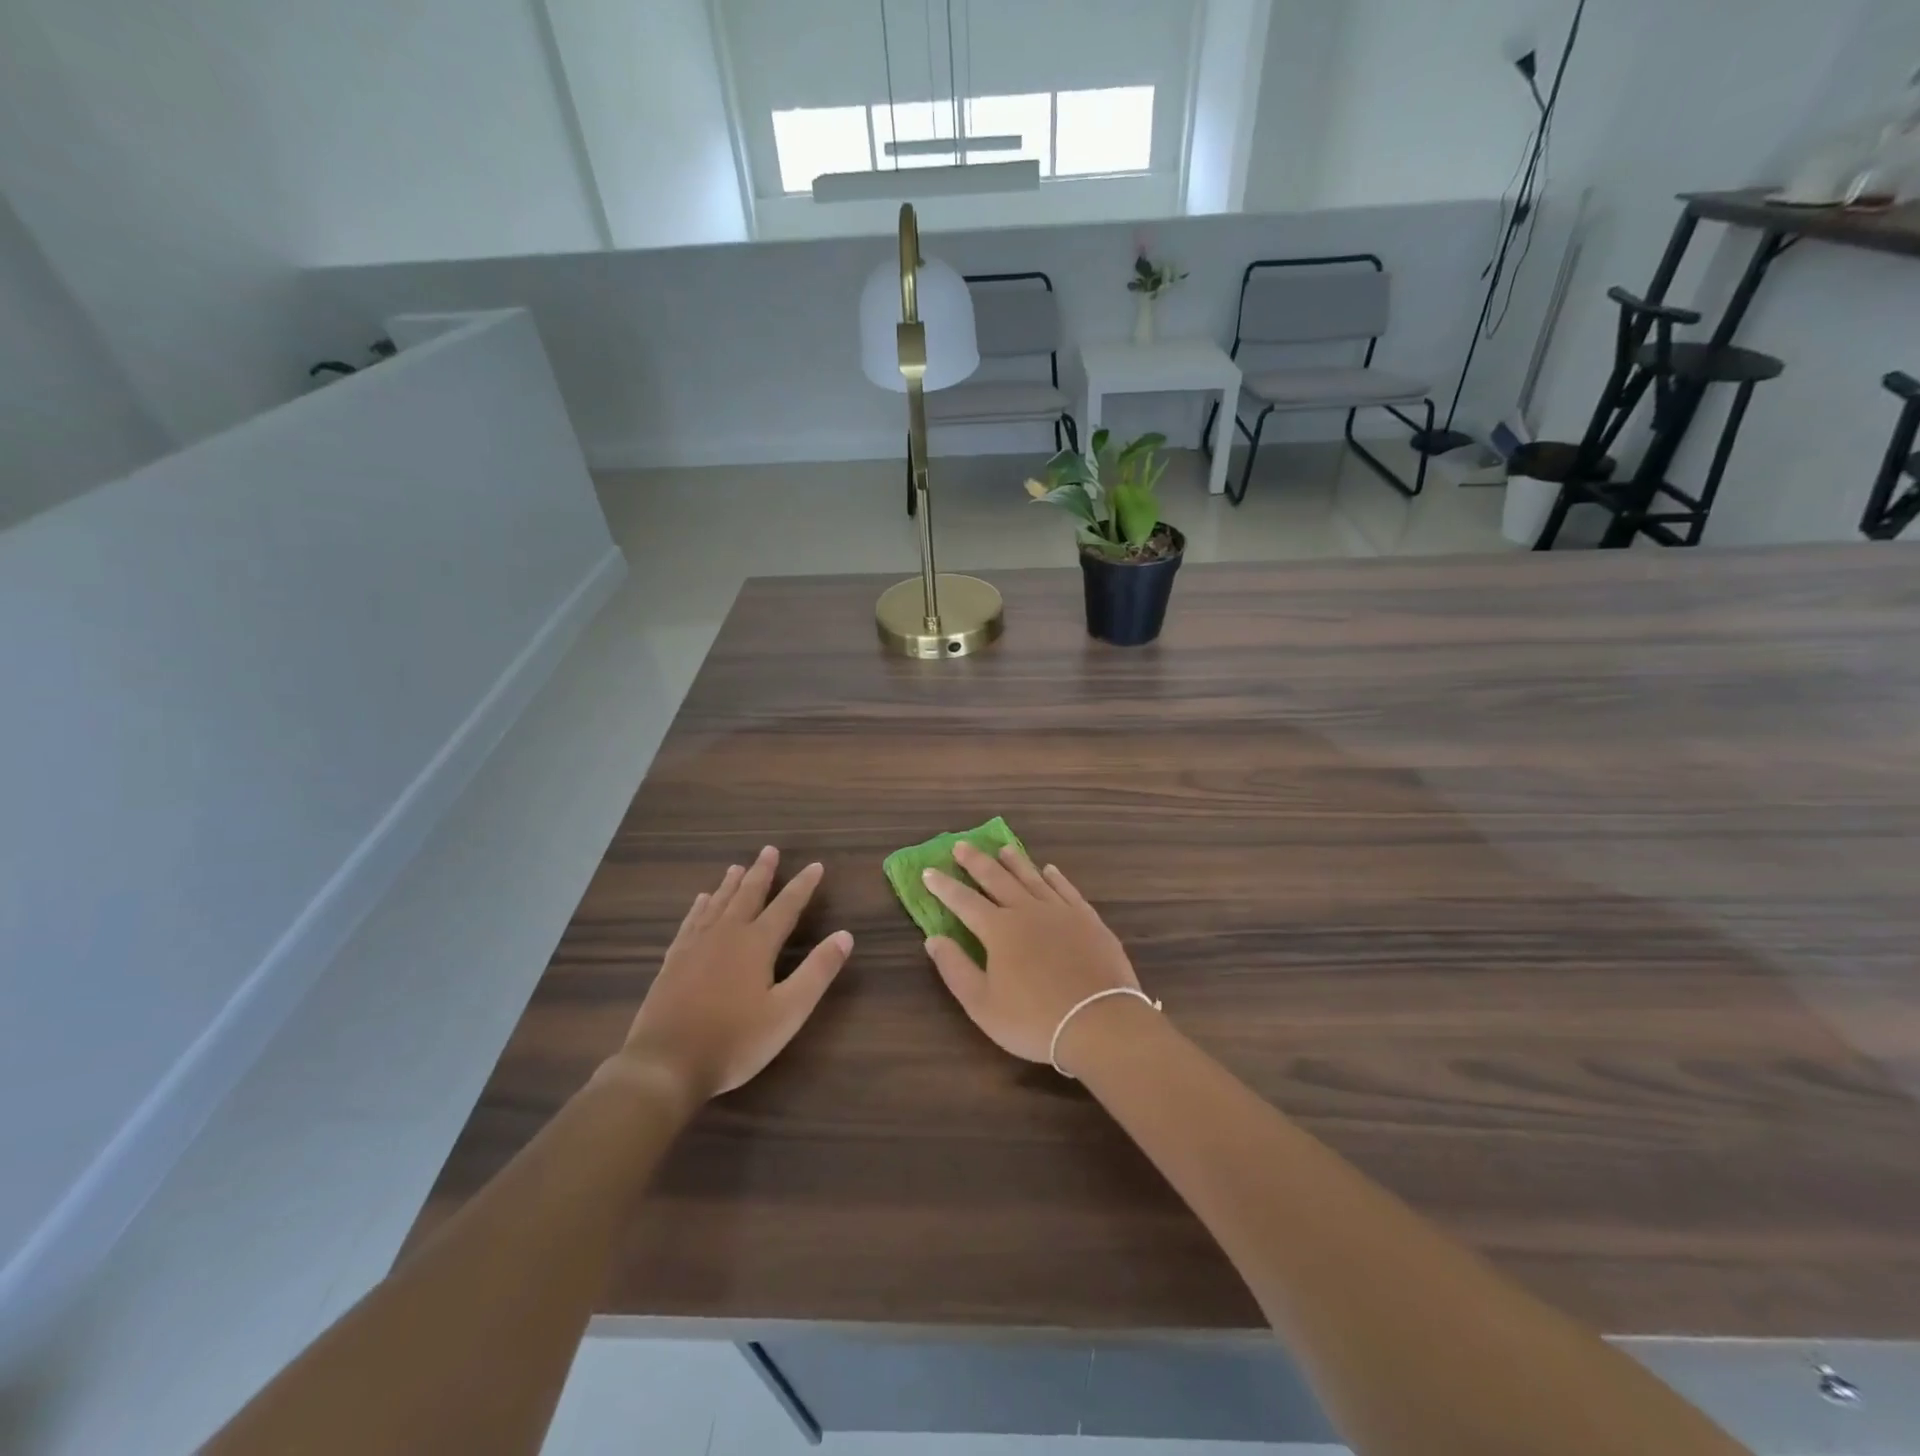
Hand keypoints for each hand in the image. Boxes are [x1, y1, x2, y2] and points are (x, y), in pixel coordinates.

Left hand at [611, 847, 852, 1107]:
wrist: (665, 1064)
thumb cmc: (734, 1041)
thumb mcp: (788, 1012)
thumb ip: (818, 971)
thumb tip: (845, 935)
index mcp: (756, 944)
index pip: (786, 906)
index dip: (803, 886)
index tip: (815, 866)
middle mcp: (726, 935)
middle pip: (748, 895)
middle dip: (762, 872)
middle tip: (769, 850)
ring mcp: (695, 946)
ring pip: (717, 904)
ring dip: (731, 884)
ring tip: (737, 867)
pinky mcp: (673, 961)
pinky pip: (690, 922)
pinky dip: (699, 907)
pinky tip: (701, 902)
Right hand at [922, 843, 1142, 1069]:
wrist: (1100, 1023)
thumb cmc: (1034, 1020)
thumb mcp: (983, 1005)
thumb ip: (956, 969)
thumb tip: (933, 939)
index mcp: (999, 930)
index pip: (963, 901)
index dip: (944, 887)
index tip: (928, 871)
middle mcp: (1027, 911)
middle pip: (997, 879)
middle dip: (976, 862)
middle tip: (961, 845)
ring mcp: (1061, 912)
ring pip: (1032, 878)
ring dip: (1015, 862)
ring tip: (1002, 848)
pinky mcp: (1088, 920)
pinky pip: (1067, 890)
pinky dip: (1055, 878)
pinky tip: (1049, 870)